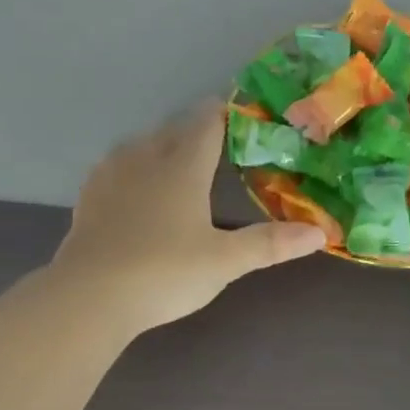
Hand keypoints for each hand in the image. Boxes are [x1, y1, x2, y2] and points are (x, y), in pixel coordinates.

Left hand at [49, 102, 326, 333]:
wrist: (90, 296)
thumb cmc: (164, 273)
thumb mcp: (224, 262)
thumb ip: (270, 244)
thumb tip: (321, 233)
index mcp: (182, 166)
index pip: (207, 123)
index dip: (226, 114)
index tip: (243, 114)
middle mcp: (144, 158)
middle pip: (173, 131)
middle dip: (196, 133)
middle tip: (218, 147)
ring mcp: (110, 175)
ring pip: (140, 146)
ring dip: (161, 148)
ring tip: (177, 165)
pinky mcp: (88, 198)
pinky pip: (115, 169)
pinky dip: (132, 171)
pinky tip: (134, 190)